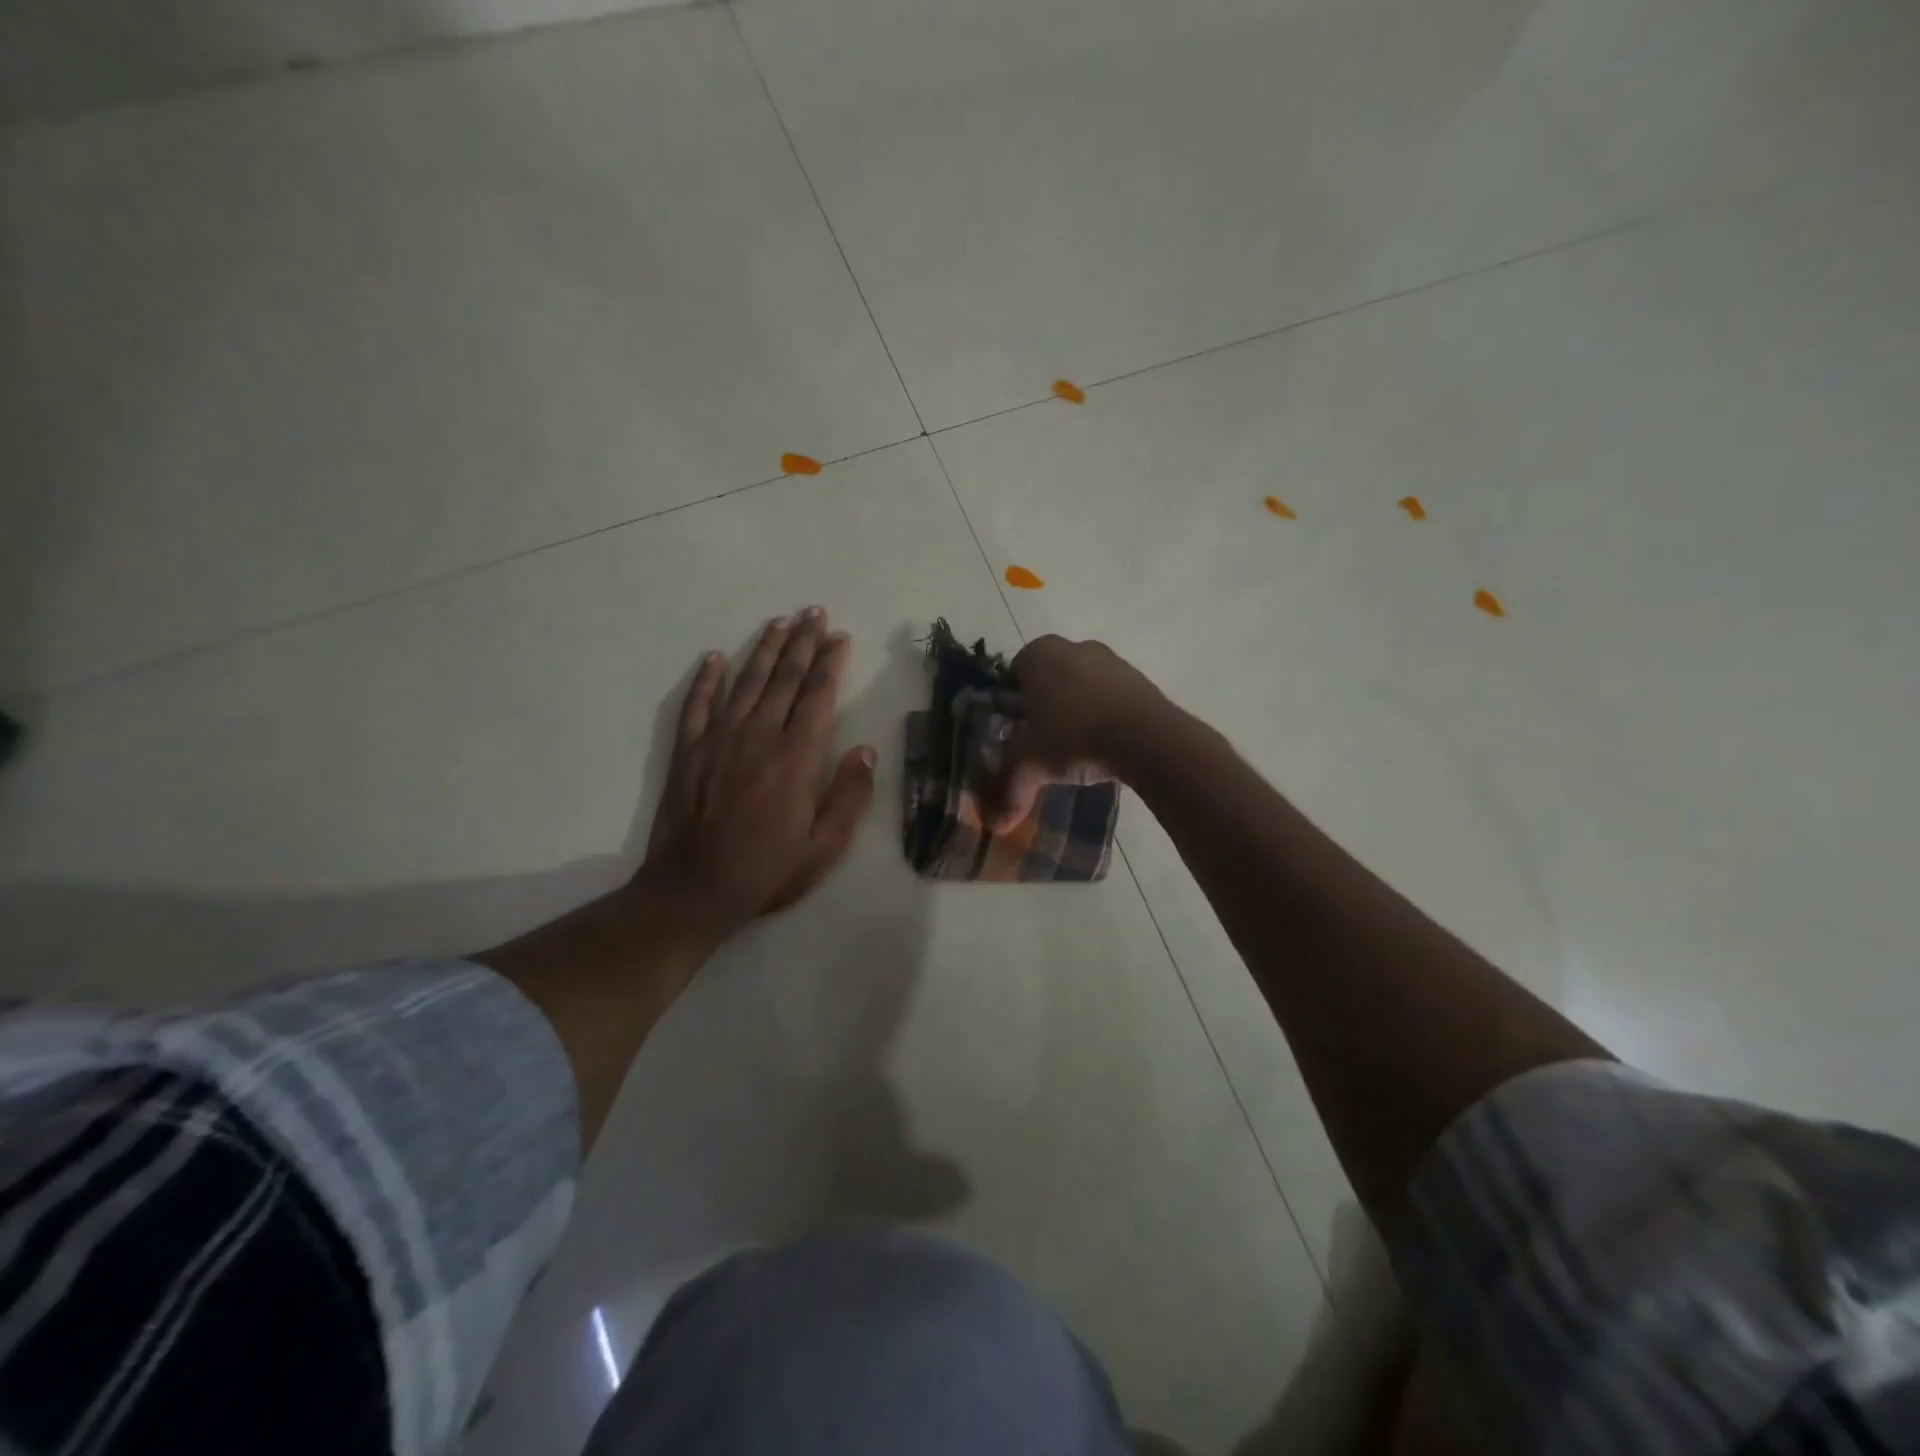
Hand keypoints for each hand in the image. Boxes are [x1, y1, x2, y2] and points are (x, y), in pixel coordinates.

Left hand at [639, 607, 875, 940]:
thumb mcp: (825, 846)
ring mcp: (719, 739)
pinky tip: (715, 657)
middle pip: (785, 677)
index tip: (841, 637)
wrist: (694, 890)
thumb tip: (866, 751)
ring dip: (765, 649)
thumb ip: (849, 796)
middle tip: (814, 613)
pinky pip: (697, 704)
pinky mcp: (689, 751)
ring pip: (746, 681)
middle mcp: (759, 736)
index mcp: (797, 757)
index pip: (818, 695)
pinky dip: (706, 678)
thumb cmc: (768, 871)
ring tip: (780, 622)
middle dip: (803, 642)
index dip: (831, 662)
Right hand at [987, 634, 1168, 830]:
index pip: (1013, 673)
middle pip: (1049, 678)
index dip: (1012, 703)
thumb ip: (1009, 789)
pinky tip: (1105, 745)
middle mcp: (1074, 646)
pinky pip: (1111, 697)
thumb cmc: (1075, 736)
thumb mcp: (1031, 765)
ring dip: (1077, 710)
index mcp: (1039, 654)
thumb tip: (995, 825)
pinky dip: (1105, 716)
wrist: (1148, 738)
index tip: (1015, 732)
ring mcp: (1111, 660)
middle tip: (1042, 741)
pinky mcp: (1140, 679)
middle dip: (1045, 706)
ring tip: (1075, 748)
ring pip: (1082, 686)